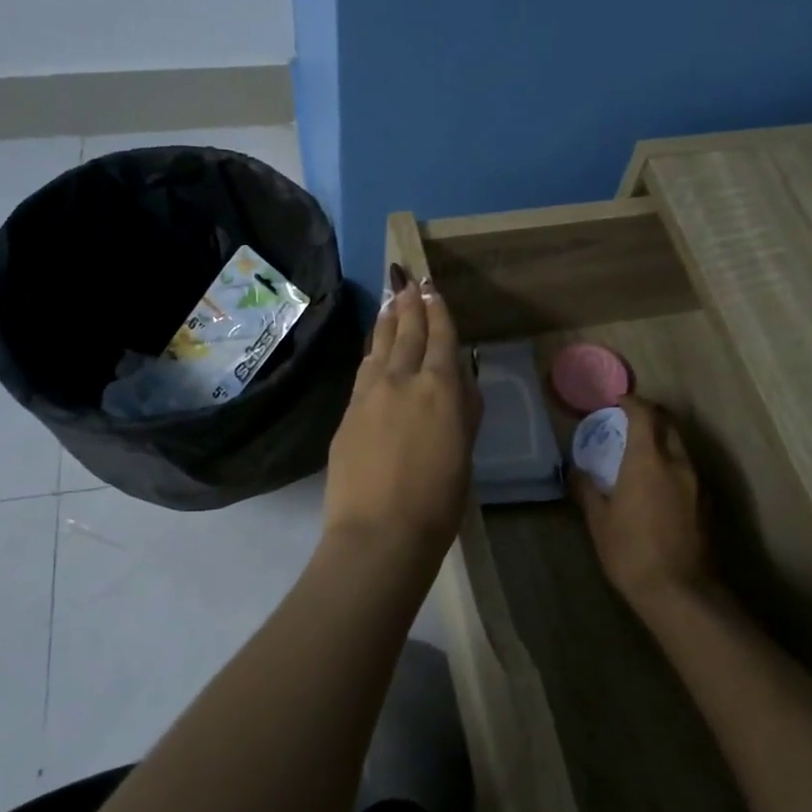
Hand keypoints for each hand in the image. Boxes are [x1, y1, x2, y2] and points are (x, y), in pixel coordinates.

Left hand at [322, 266, 480, 559]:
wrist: (379, 532)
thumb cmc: (438, 501)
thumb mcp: (464, 452)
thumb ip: (463, 410)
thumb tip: (459, 379)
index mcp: (440, 388)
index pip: (440, 337)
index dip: (437, 309)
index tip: (431, 286)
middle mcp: (403, 380)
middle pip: (407, 332)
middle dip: (409, 303)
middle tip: (407, 278)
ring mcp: (369, 394)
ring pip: (380, 346)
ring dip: (388, 320)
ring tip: (391, 299)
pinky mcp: (348, 413)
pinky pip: (364, 370)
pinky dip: (372, 351)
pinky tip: (373, 347)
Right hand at [570, 395, 712, 617]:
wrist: (680, 592)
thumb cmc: (631, 552)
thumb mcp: (599, 521)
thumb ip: (587, 489)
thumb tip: (575, 471)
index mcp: (649, 460)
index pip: (645, 414)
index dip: (632, 402)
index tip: (618, 401)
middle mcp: (679, 463)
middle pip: (669, 425)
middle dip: (651, 417)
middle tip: (629, 423)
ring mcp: (698, 483)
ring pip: (681, 448)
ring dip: (663, 442)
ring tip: (642, 455)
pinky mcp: (708, 503)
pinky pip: (688, 470)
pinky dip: (673, 465)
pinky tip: (658, 485)